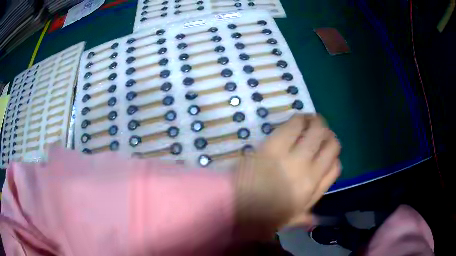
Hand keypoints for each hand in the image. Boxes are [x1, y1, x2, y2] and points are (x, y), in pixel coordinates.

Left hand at [234, 114, 340, 238]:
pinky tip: (299, 119)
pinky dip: (300, 119)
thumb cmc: (261, 217)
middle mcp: (309, 171)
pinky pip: (294, 126)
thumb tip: (315, 220)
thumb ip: (304, 218)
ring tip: (312, 121)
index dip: (334, 157)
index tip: (326, 154)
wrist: (234, 206)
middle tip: (321, 132)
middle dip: (329, 136)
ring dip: (318, 123)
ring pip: (317, 132)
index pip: (335, 168)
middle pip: (331, 145)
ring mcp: (293, 157)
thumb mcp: (286, 222)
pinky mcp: (274, 145)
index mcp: (312, 191)